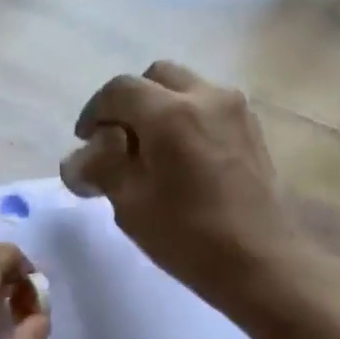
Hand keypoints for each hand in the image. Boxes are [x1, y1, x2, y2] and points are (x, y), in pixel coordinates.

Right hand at [61, 60, 325, 329]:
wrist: (257, 260)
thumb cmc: (186, 236)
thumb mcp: (129, 205)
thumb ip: (102, 167)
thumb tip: (82, 155)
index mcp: (170, 114)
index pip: (118, 90)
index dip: (94, 112)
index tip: (85, 141)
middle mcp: (206, 96)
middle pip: (155, 78)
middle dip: (128, 103)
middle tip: (115, 142)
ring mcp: (235, 109)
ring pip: (184, 88)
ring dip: (158, 109)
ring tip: (147, 153)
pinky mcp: (250, 128)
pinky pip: (208, 107)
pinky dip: (184, 119)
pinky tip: (178, 160)